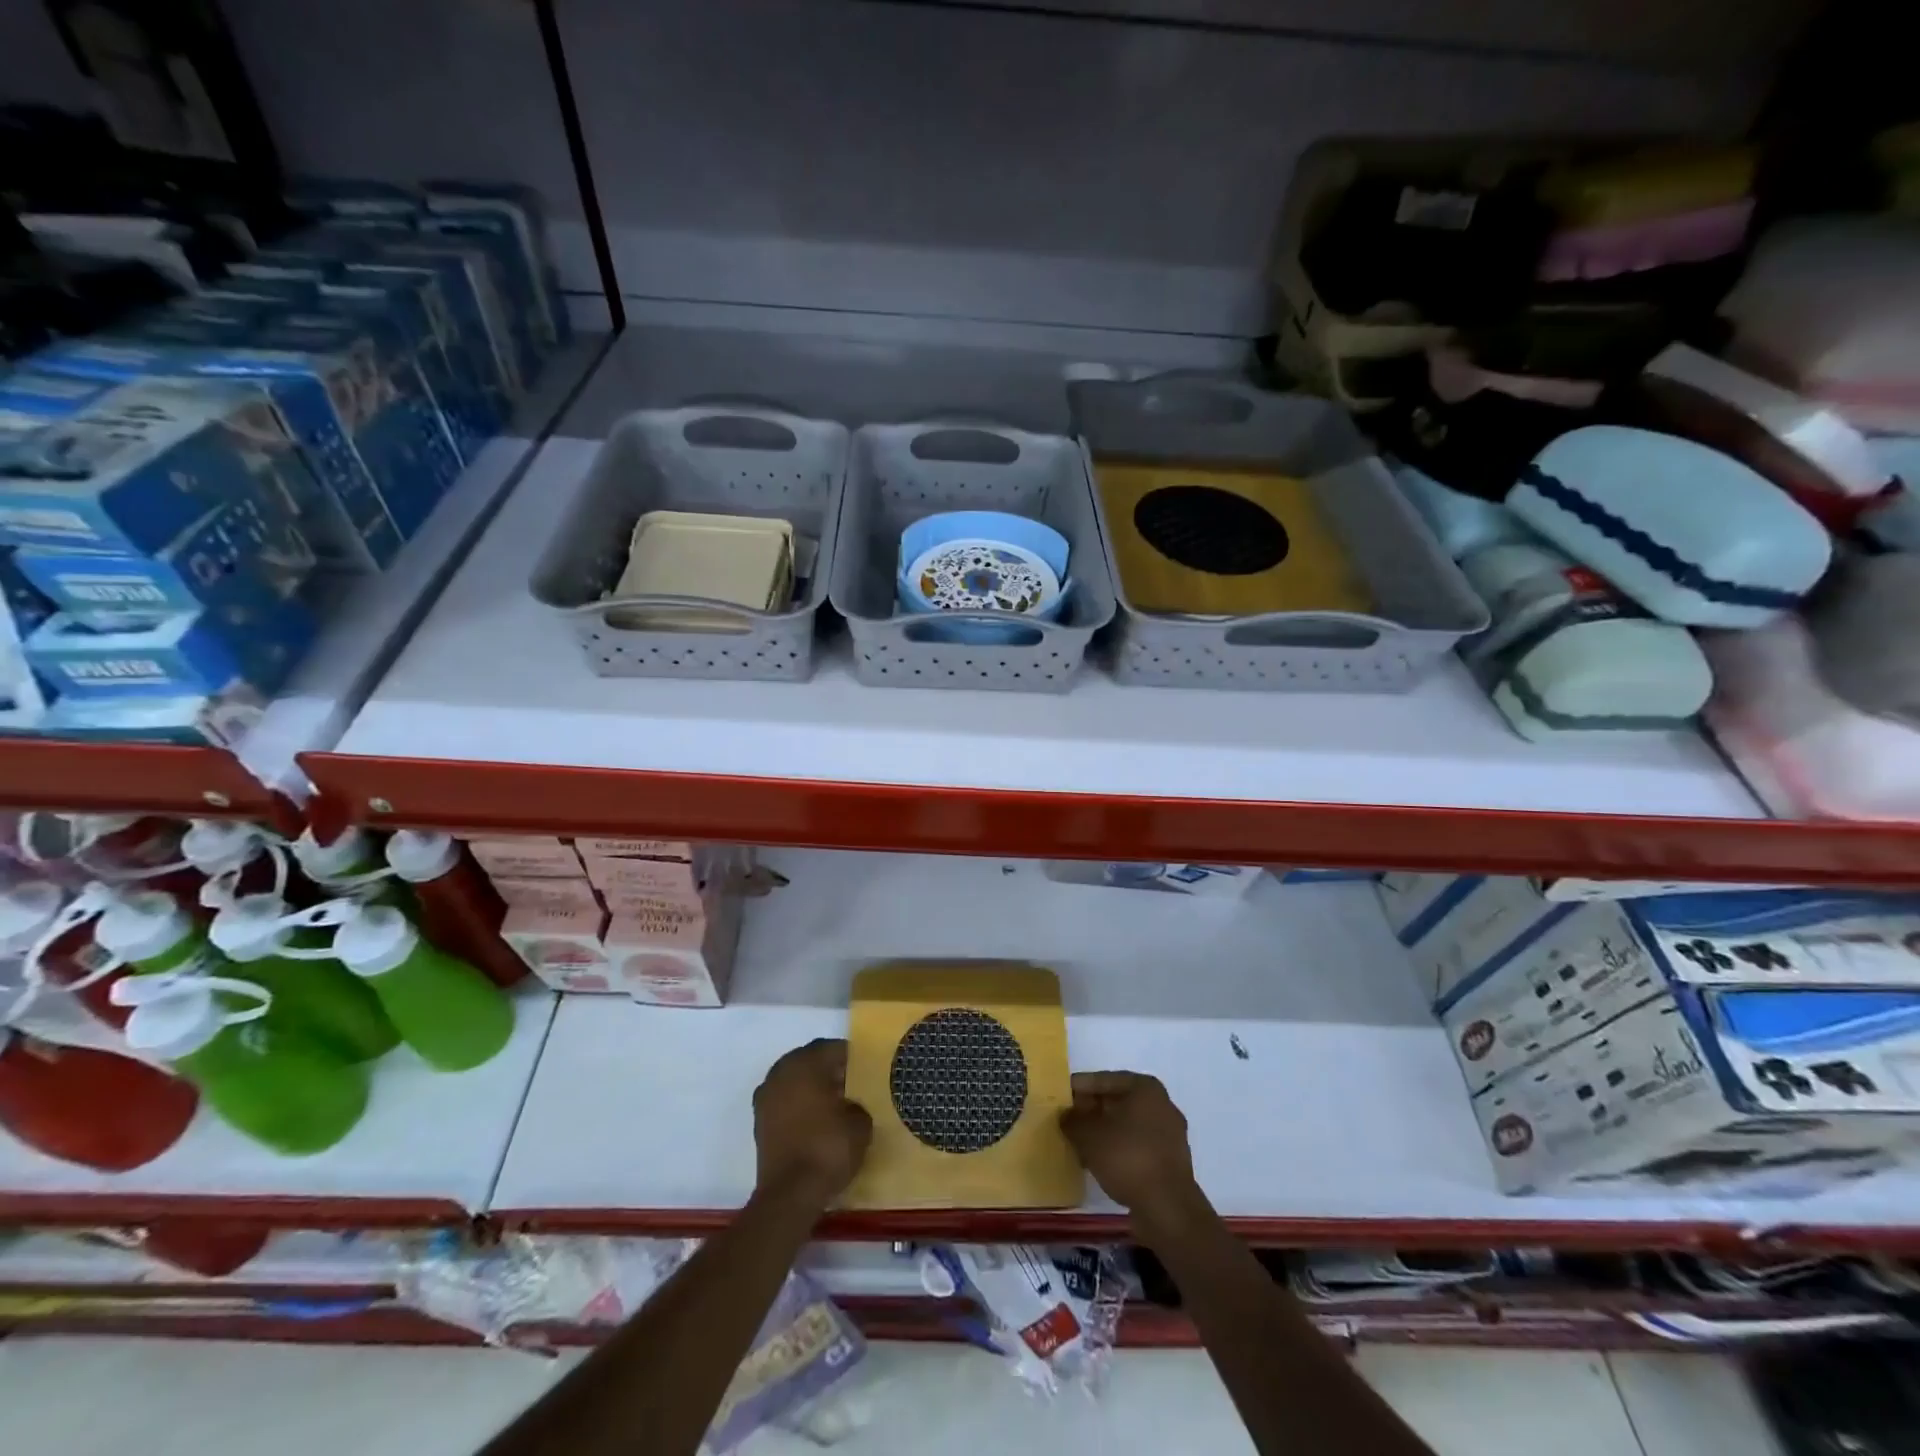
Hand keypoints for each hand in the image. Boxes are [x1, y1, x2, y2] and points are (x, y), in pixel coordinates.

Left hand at [753, 1039, 872, 1206]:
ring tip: (833, 1104)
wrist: (790, 1194)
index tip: (865, 1069)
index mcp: (806, 1063)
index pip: (831, 1048)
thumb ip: (857, 1103)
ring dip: (811, 1087)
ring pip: (794, 1081)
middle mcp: (781, 1072)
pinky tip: (815, 1121)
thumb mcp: (860, 1122)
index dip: (851, 1057)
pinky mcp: (759, 1122)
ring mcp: (766, 1097)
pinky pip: (784, 1102)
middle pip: (809, 1060)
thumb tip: (850, 1104)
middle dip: (829, 1069)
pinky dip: (798, 1106)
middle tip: (850, 1084)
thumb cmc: (828, 1148)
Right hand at [1060, 1071, 1203, 1230]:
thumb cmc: (1127, 1158)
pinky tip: (1099, 1161)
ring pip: (1127, 1125)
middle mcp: (1161, 1104)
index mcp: (1145, 1087)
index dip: (1080, 1088)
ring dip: (1104, 1132)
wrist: (1168, 1208)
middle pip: (1118, 1101)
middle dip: (1092, 1110)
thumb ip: (1072, 1121)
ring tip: (1079, 1142)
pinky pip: (1137, 1145)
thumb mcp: (1088, 1136)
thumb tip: (1066, 1116)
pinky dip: (1118, 1149)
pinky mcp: (1170, 1161)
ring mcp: (1169, 1134)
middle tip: (1068, 1120)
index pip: (1104, 1080)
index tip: (1060, 1097)